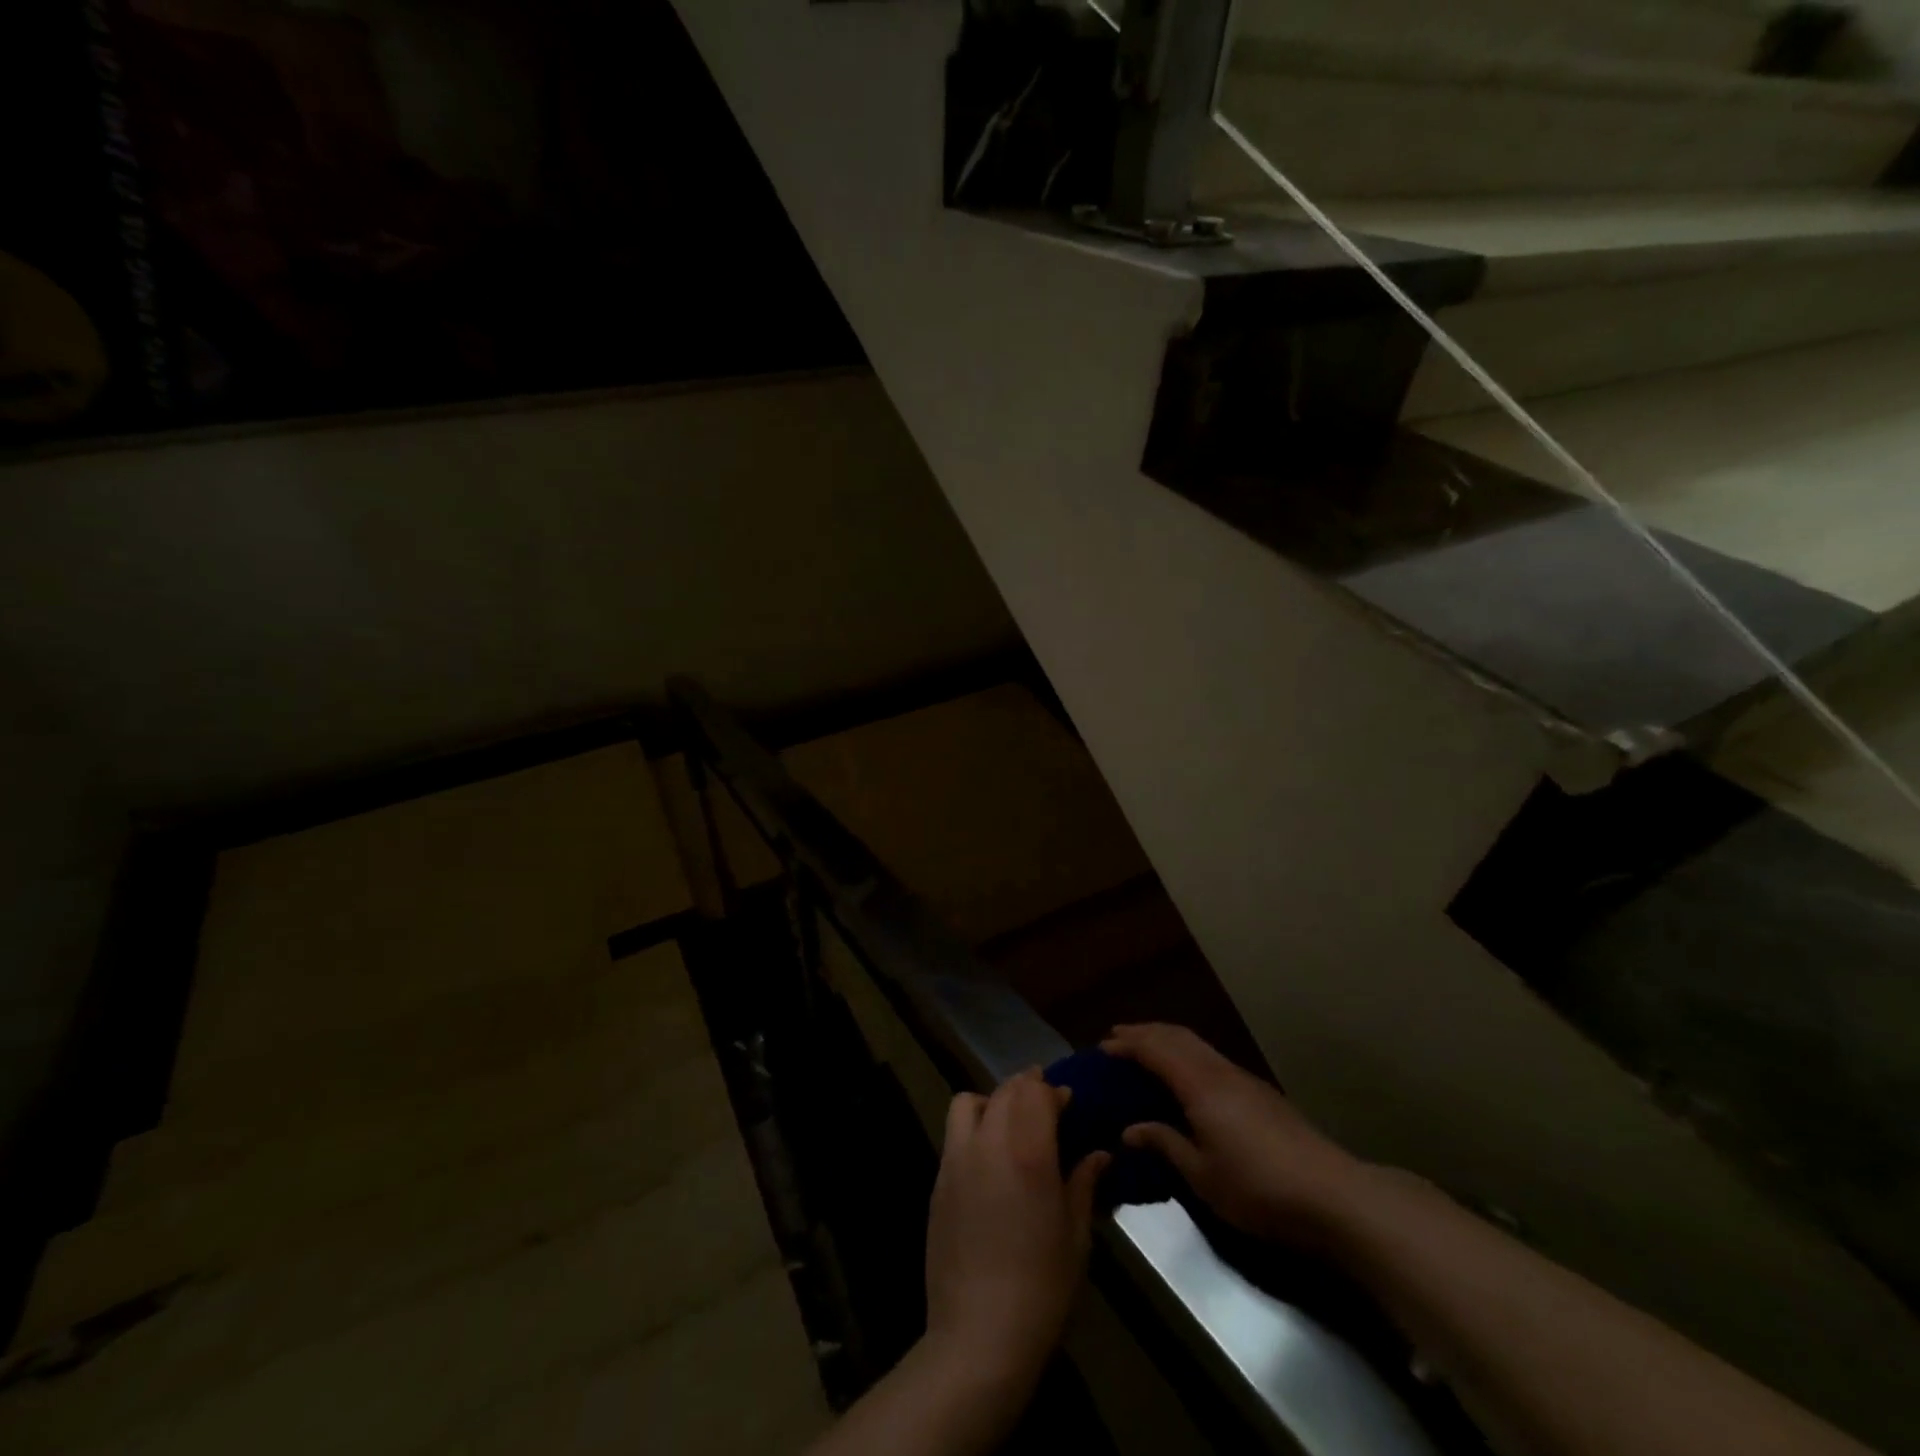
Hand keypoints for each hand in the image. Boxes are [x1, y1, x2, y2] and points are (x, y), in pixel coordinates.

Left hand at [923, 1070, 1109, 1398]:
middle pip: (1005, 1091)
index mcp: (1028, 1152)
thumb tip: (1099, 1154)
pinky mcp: (938, 1180)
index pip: (1037, 1092)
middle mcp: (989, 1143)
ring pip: (969, 1101)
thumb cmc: (1042, 1288)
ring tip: (1009, 1124)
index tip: (1069, 1101)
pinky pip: (954, 1134)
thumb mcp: (1076, 1237)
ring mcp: (957, 1159)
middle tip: (1046, 1106)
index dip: (1054, 1090)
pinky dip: (972, 1127)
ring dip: (992, 1101)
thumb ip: (1084, 1184)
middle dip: (1027, 1088)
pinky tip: (988, 1158)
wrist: (979, 1334)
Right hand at [1103, 1023, 1367, 1246]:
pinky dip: (1188, 1053)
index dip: (1128, 1045)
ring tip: (1147, 1047)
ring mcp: (1244, 1079)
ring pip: (1198, 1044)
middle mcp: (1219, 1071)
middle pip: (1177, 1036)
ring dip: (1168, 1039)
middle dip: (1145, 1032)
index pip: (1156, 1050)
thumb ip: (1165, 1144)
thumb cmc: (1258, 1188)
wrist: (1331, 1194)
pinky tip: (1187, 1073)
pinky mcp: (1260, 1092)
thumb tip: (1129, 1129)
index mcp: (1200, 1085)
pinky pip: (1211, 1057)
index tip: (1102, 1047)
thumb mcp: (1202, 1175)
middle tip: (1118, 1036)